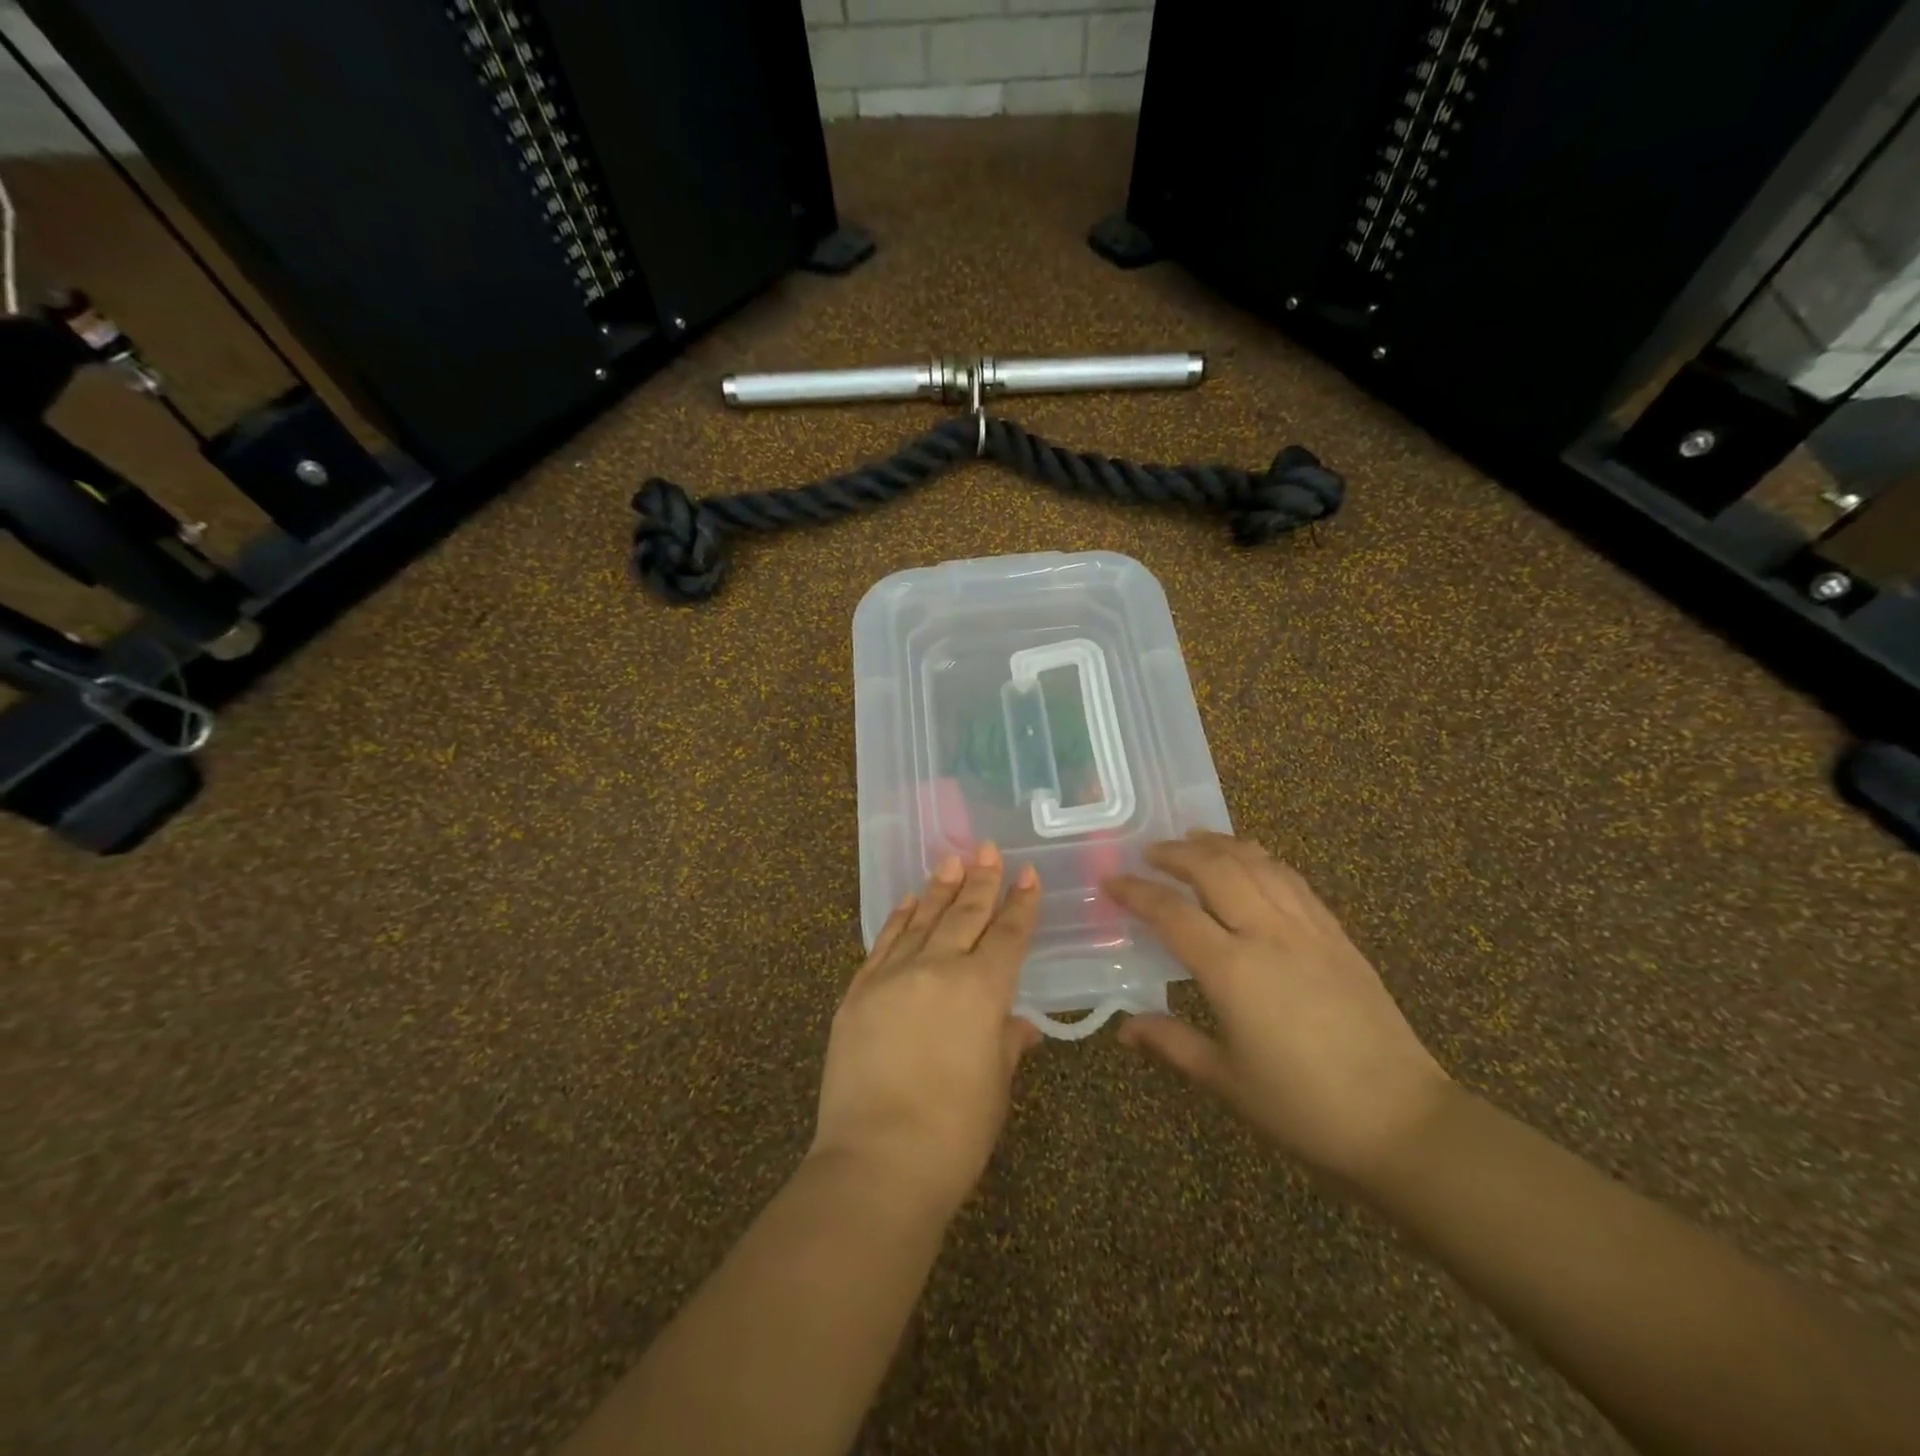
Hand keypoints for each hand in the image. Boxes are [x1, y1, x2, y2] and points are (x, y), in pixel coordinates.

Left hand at [810, 843, 1043, 1218]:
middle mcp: (937, 969)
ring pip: (921, 921)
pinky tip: (908, 902)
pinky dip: (898, 920)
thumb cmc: (954, 1132)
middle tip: (987, 849)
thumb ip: (1006, 1043)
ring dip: (939, 889)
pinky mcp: (858, 993)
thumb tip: (1020, 1024)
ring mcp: (892, 977)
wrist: (877, 1162)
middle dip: (980, 881)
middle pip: (965, 915)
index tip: (1027, 874)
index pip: (1007, 935)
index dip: (1021, 904)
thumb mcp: (995, 1086)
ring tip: (951, 861)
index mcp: (981, 990)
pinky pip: (883, 944)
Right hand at [1106, 831, 1450, 1186]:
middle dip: (1176, 853)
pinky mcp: (1337, 934)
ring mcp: (1308, 929)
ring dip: (1220, 845)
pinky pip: (1293, 880)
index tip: (1110, 881)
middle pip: (1215, 870)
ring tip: (1193, 838)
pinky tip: (1252, 860)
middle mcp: (1268, 934)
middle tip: (1149, 852)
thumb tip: (1124, 1029)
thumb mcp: (1226, 1081)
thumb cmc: (1304, 1108)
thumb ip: (1171, 1043)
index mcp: (1233, 970)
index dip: (1136, 892)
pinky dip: (1263, 859)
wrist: (1403, 1122)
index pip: (1172, 913)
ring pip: (1257, 864)